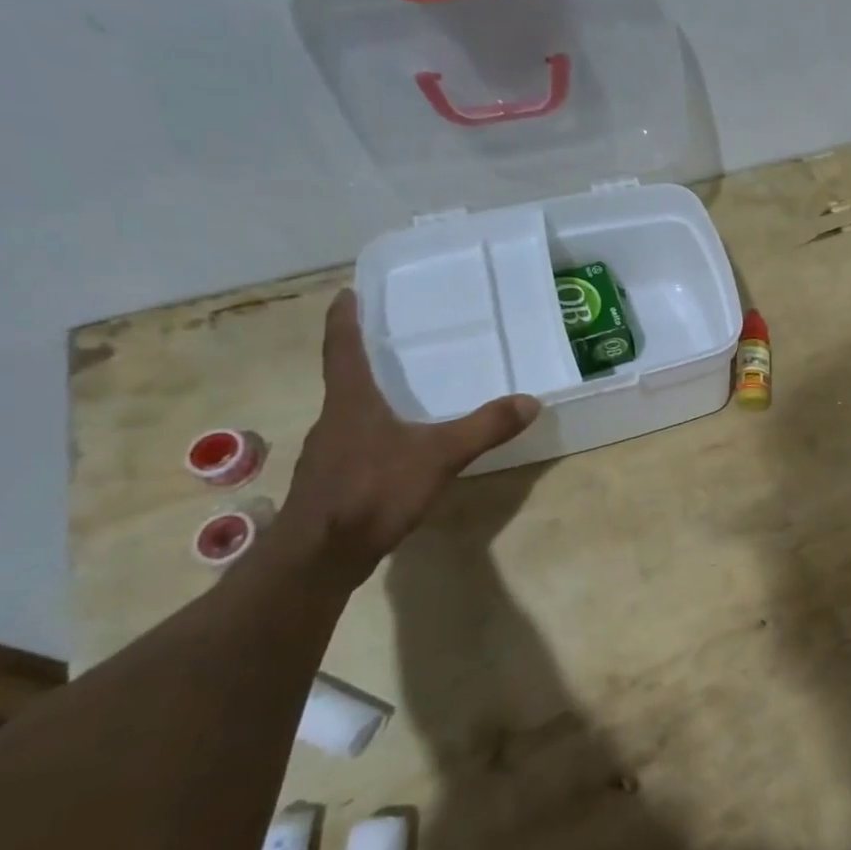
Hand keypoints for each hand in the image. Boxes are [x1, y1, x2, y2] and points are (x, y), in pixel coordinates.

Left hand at [276, 290, 540, 580]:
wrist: (320, 556)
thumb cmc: (372, 491)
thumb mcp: (439, 456)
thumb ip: (485, 428)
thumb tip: (530, 401)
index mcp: (351, 402)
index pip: (342, 349)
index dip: (344, 320)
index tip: (346, 293)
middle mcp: (334, 420)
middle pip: (345, 380)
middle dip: (365, 360)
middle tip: (392, 343)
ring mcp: (329, 454)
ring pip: (351, 415)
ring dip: (370, 400)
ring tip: (402, 395)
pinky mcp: (332, 483)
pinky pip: (356, 445)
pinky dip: (375, 436)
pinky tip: (398, 451)